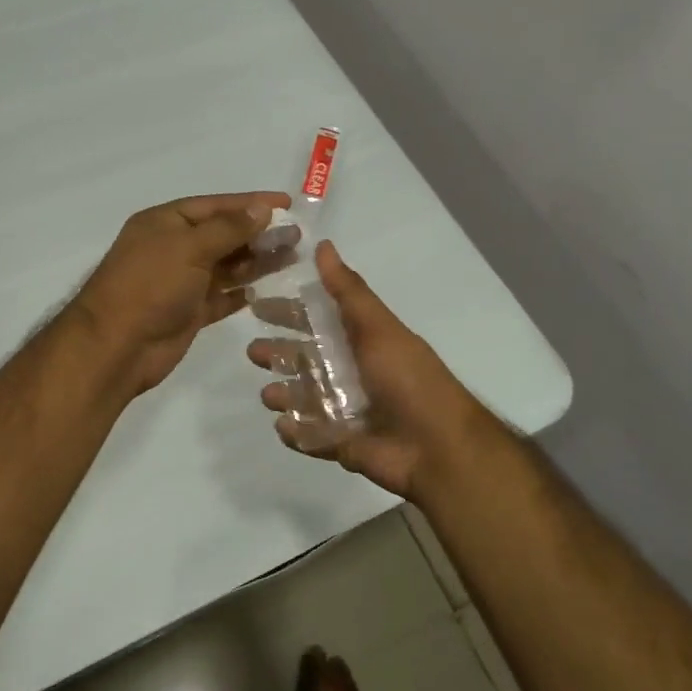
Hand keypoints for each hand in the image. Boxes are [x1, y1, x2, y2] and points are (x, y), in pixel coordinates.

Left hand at [73, 191, 291, 396]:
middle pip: (223, 235)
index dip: (250, 203)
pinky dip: (241, 292)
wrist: (117, 346)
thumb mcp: (189, 248)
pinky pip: (221, 296)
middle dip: (258, 233)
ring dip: (256, 261)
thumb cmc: (150, 286)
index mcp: (165, 223)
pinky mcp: (189, 312)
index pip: (215, 206)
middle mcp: (173, 248)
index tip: (286, 202)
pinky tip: (266, 289)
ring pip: (226, 266)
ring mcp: (181, 282)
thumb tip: (262, 208)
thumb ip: (229, 228)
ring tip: (292, 256)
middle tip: (296, 235)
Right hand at [248, 241, 497, 501]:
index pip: (316, 321)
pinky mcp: (342, 444)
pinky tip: (284, 425)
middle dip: (278, 354)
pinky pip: (310, 436)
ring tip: (269, 394)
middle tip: (253, 352)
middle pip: (305, 359)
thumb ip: (347, 291)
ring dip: (283, 394)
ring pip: (303, 398)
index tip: (257, 305)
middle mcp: (351, 372)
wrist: (438, 446)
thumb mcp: (377, 327)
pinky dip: (295, 432)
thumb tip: (324, 245)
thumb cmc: (408, 379)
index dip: (288, 313)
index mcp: (360, 342)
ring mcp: (346, 410)